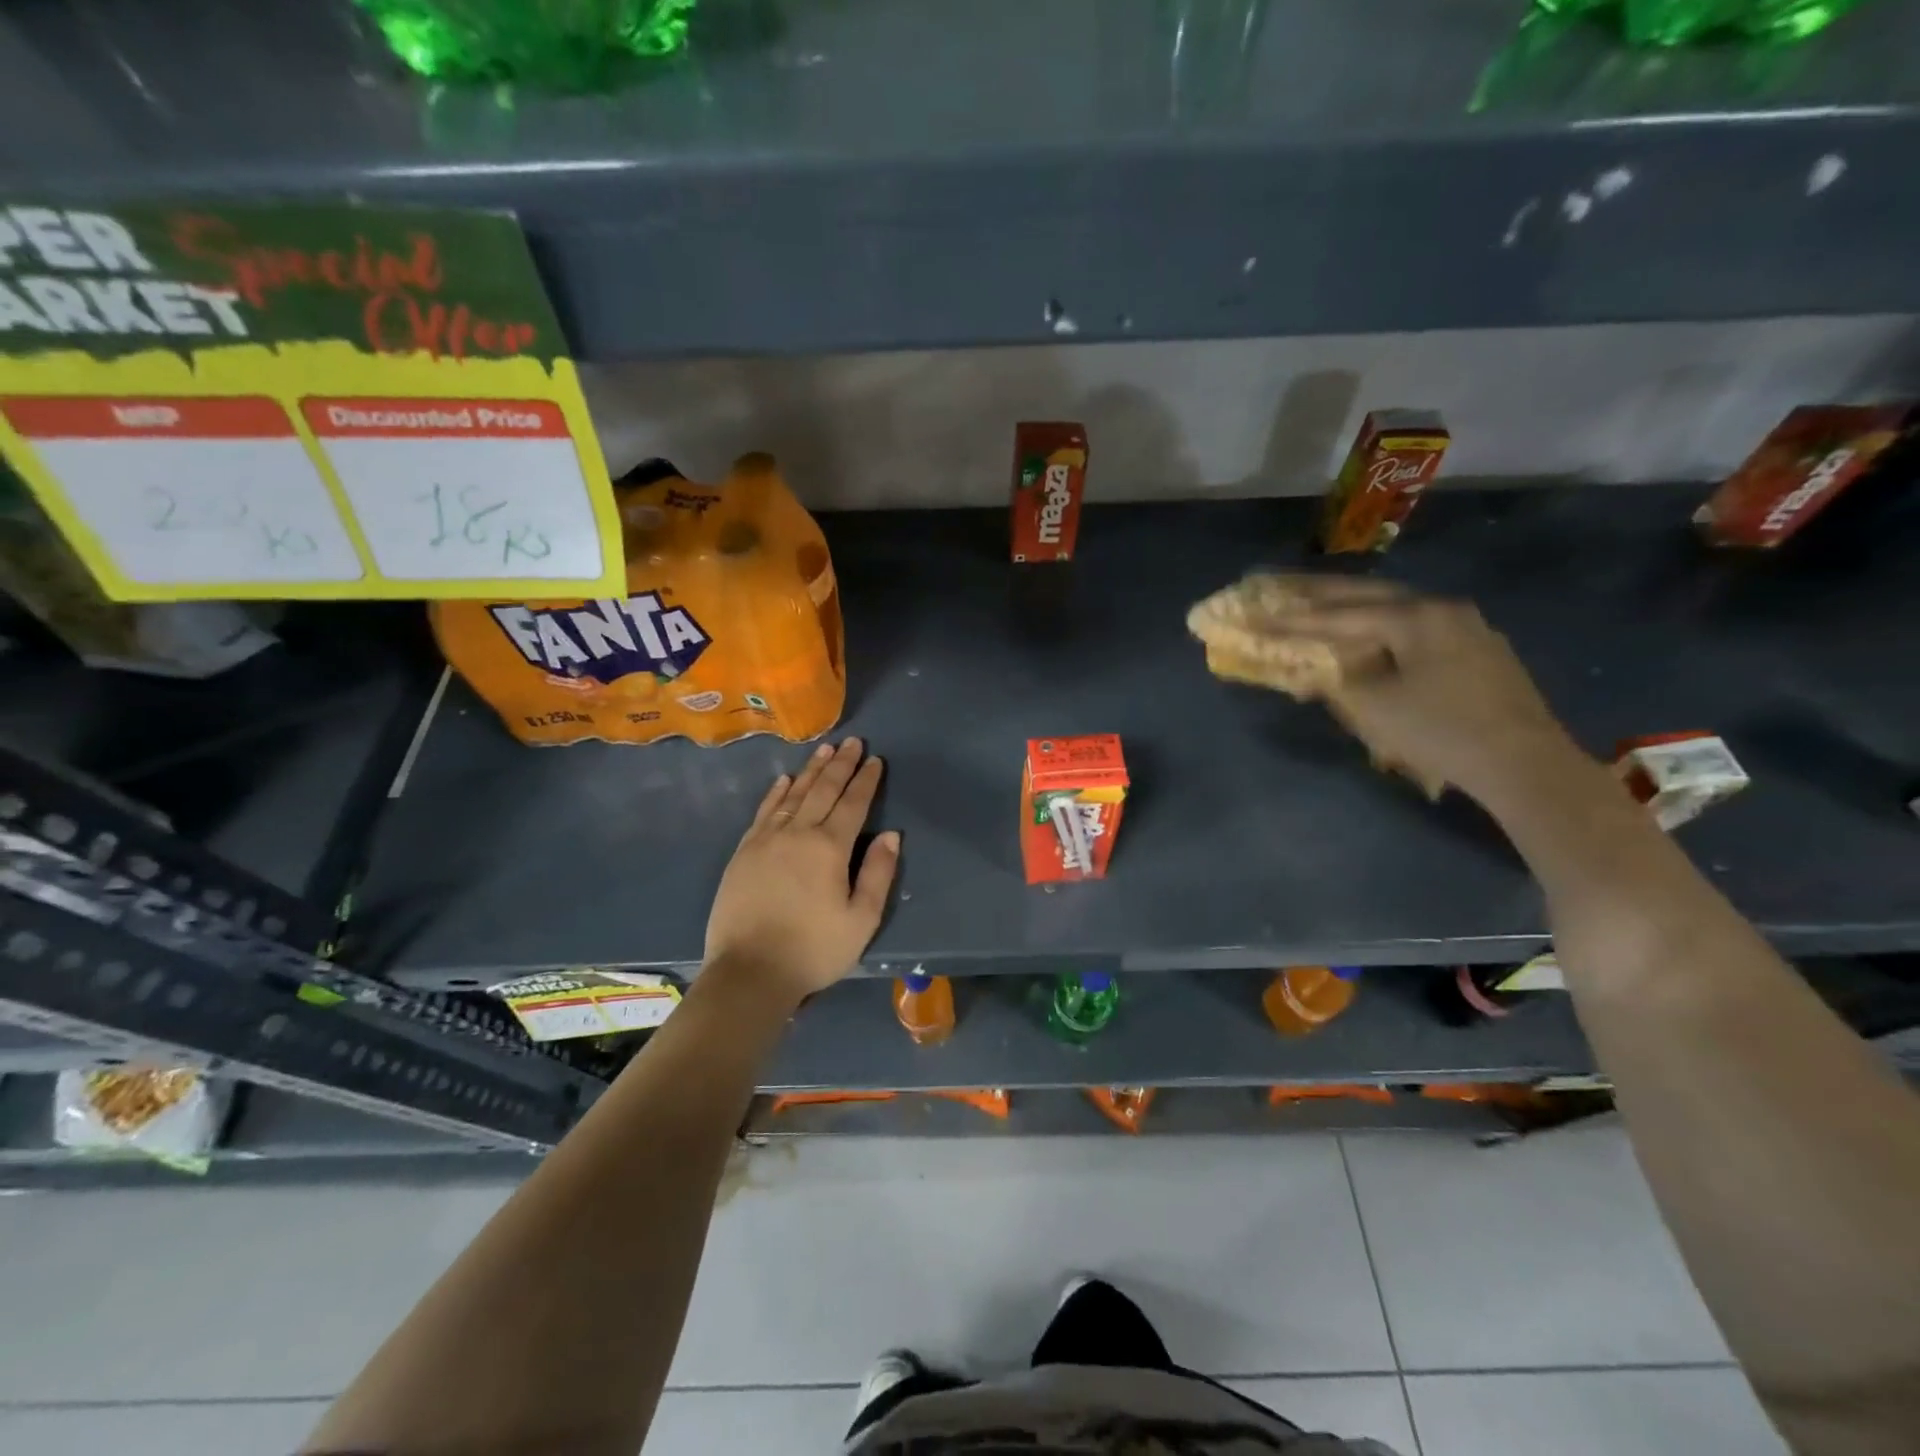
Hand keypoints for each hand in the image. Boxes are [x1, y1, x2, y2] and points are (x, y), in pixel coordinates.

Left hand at [704, 738, 899, 1008]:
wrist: (749, 972)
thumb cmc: (814, 950)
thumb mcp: (861, 920)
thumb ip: (878, 873)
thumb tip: (891, 834)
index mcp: (830, 847)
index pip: (853, 804)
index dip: (866, 780)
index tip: (875, 759)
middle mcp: (798, 833)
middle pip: (823, 790)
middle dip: (841, 764)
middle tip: (852, 741)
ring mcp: (766, 840)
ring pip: (793, 794)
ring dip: (811, 770)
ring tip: (824, 750)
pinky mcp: (744, 852)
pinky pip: (764, 811)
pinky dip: (776, 792)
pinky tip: (784, 780)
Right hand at [1279, 578, 1578, 802]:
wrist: (1523, 764)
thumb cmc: (1439, 730)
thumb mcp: (1372, 708)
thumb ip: (1332, 681)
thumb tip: (1306, 673)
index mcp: (1415, 617)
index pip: (1339, 614)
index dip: (1293, 619)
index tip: (1256, 616)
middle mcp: (1443, 610)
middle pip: (1371, 596)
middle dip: (1323, 596)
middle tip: (1283, 589)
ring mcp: (1469, 629)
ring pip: (1398, 610)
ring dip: (1356, 609)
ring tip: (1322, 608)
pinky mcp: (1481, 654)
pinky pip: (1419, 630)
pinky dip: (1385, 629)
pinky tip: (1375, 638)